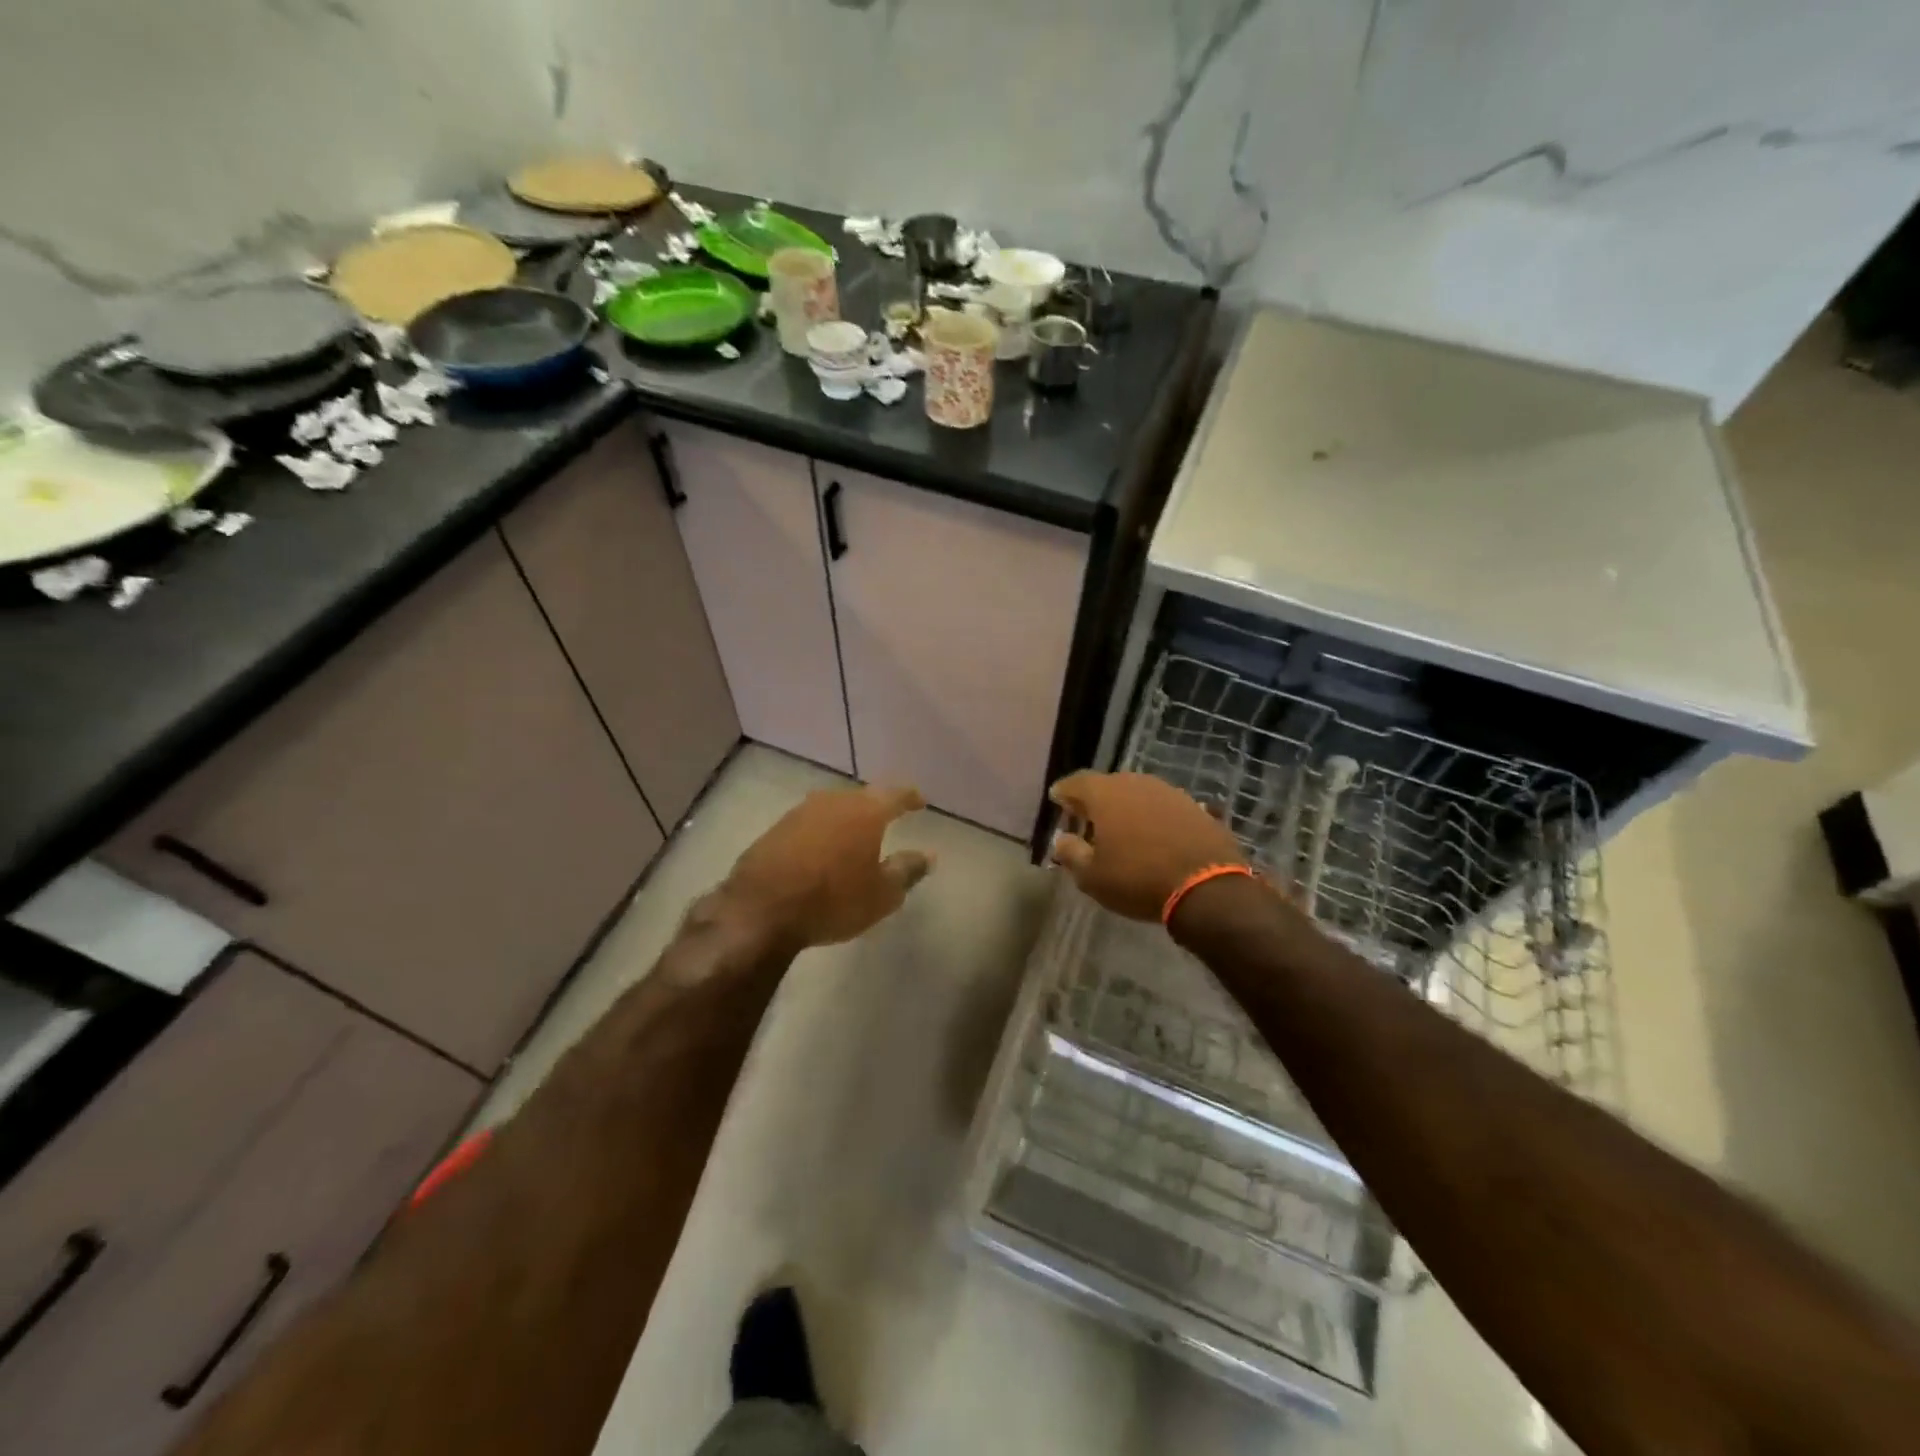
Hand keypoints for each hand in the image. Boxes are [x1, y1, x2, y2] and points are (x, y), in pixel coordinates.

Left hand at [724, 785, 934, 947]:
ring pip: (833, 808)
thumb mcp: (882, 894)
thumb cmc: (833, 900)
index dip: (910, 798)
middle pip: (862, 798)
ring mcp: (800, 813)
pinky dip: (822, 833)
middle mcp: (833, 802)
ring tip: (855, 835)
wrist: (760, 910)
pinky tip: (822, 850)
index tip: (920, 802)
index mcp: (865, 812)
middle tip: (888, 818)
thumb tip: (928, 855)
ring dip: (846, 819)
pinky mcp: (775, 829)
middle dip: (876, 807)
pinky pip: (809, 824)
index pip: (895, 795)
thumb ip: (907, 870)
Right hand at [1047, 771, 1244, 921]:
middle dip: (1095, 800)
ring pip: (1138, 793)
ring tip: (1121, 829)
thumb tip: (1062, 839)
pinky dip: (1153, 817)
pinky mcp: (1195, 806)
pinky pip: (1163, 806)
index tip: (1057, 800)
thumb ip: (1071, 853)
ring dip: (1126, 807)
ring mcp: (1169, 792)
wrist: (1207, 887)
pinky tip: (1153, 835)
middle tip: (1087, 818)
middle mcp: (1136, 783)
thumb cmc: (1138, 880)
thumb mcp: (1092, 877)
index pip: (1076, 782)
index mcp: (1105, 794)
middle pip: (1108, 785)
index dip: (1064, 792)